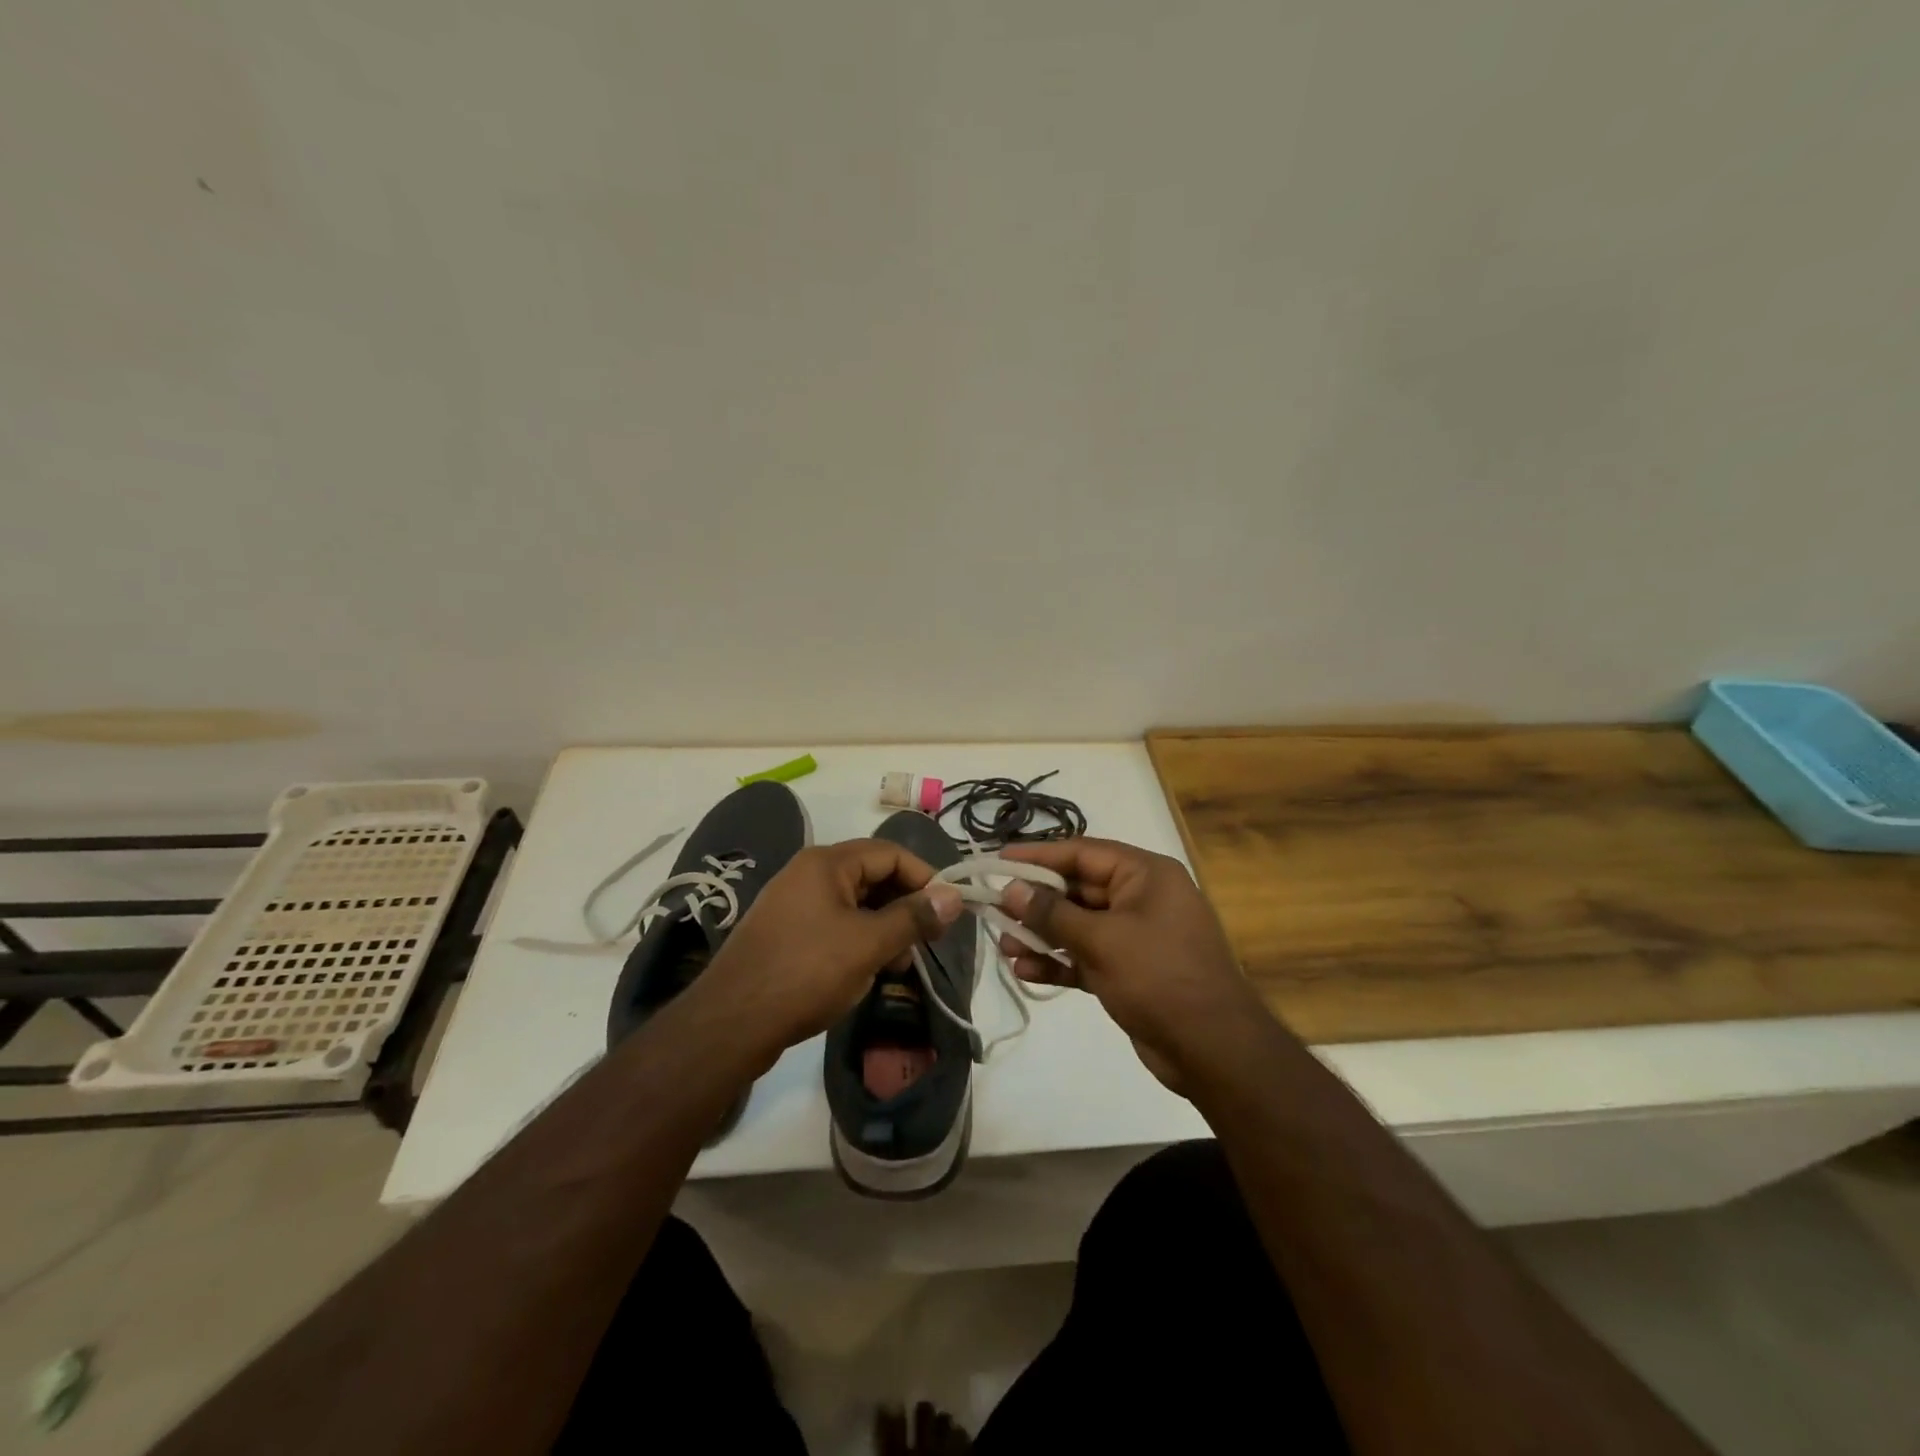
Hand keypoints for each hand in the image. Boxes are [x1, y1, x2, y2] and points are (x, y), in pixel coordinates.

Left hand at [693, 840, 964, 1061]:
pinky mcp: (786, 933)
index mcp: (827, 863)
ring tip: (899, 965)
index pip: (891, 853)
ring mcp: (794, 904)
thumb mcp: (868, 944)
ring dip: (884, 929)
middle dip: (904, 907)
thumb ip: (913, 917)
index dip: (925, 877)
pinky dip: (859, 941)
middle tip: (927, 942)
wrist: (730, 1023)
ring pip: (855, 905)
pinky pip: (834, 925)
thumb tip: (954, 896)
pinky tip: (868, 972)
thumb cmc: (806, 972)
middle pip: (873, 876)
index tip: (948, 910)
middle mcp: (808, 874)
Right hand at [997, 837, 1265, 1091]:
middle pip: (1077, 889)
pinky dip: (1058, 962)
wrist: (1213, 1050)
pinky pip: (1085, 956)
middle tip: (993, 908)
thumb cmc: (1160, 978)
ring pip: (1077, 925)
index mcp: (1145, 875)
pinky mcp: (1128, 970)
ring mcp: (1135, 936)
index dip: (1038, 856)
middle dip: (1035, 902)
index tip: (998, 860)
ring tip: (1003, 946)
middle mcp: (1140, 897)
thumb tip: (1011, 890)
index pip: (1082, 853)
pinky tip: (1025, 971)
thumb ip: (1052, 914)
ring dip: (1041, 935)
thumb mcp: (1102, 941)